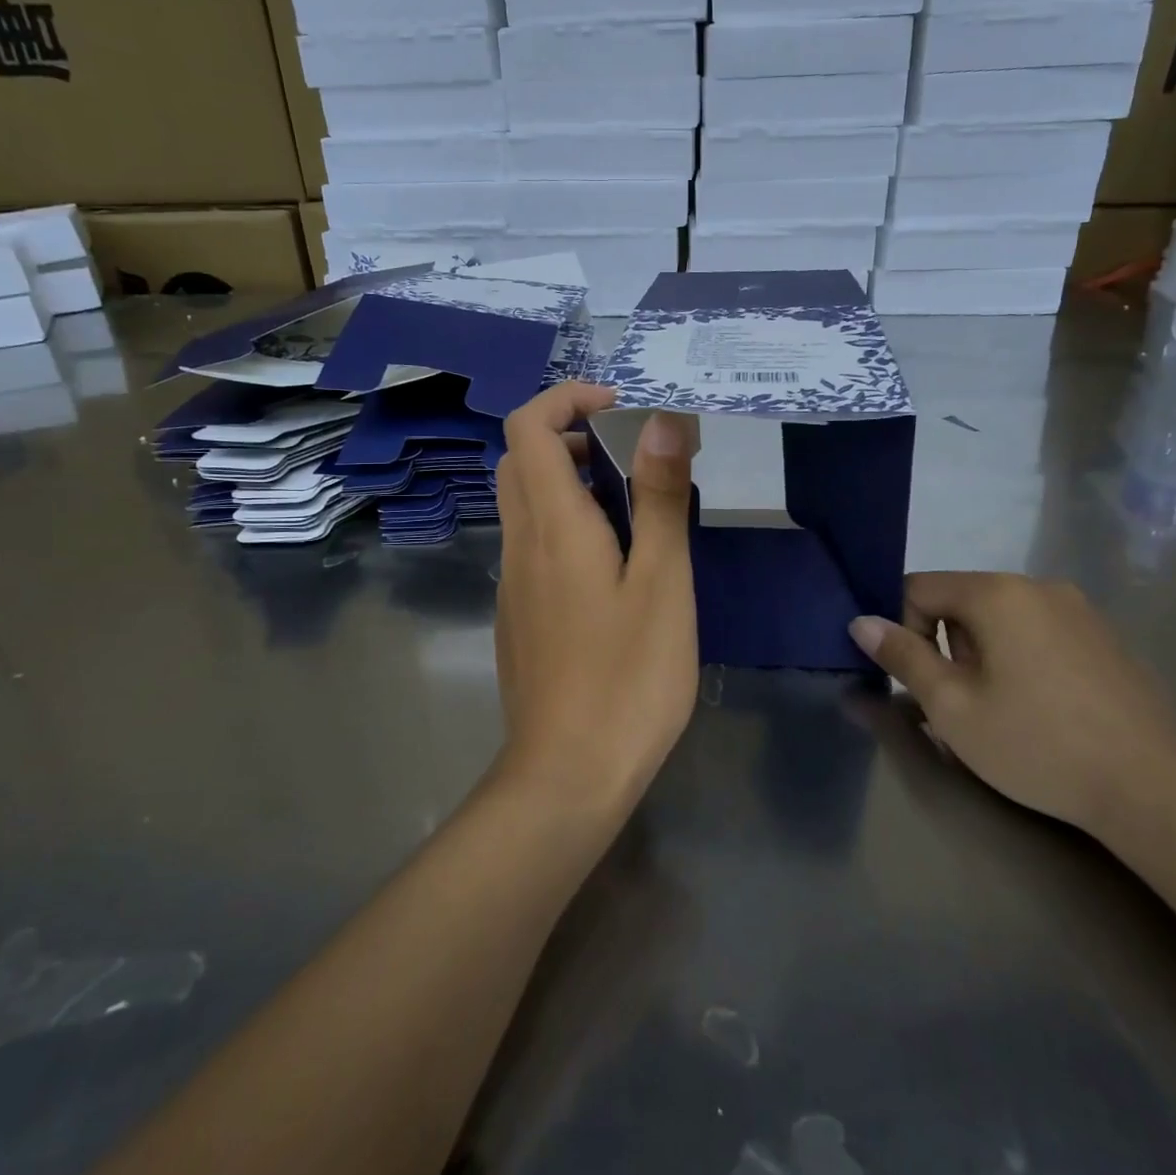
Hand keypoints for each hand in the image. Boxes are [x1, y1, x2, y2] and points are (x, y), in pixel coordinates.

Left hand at [493, 383, 698, 813]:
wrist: (567, 775)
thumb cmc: (628, 677)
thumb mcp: (662, 582)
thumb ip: (659, 498)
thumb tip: (660, 421)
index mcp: (552, 524)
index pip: (528, 426)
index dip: (567, 399)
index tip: (619, 409)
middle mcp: (520, 544)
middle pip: (520, 461)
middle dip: (571, 438)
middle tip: (631, 459)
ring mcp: (513, 583)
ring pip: (525, 504)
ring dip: (570, 484)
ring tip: (635, 511)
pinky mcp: (518, 616)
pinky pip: (533, 546)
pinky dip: (565, 526)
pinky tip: (614, 570)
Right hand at [849, 573, 1175, 834]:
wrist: (1155, 790)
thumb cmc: (1037, 744)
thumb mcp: (952, 706)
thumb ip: (902, 656)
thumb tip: (861, 622)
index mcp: (996, 594)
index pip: (919, 588)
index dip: (903, 629)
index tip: (918, 679)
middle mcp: (1038, 587)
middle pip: (961, 601)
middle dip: (946, 645)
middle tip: (960, 701)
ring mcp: (1080, 610)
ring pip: (1001, 618)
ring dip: (983, 653)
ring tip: (1002, 709)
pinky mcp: (1106, 638)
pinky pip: (1040, 632)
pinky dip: (1022, 658)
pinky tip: (1043, 709)